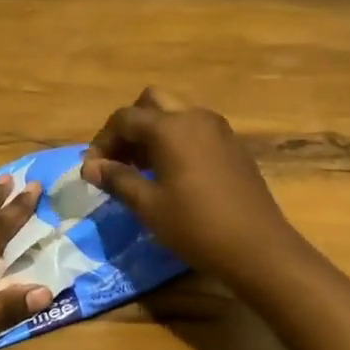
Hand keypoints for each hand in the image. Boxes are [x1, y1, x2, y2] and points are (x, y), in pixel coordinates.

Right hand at [80, 87, 297, 280]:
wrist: (258, 247)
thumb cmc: (196, 226)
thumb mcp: (149, 206)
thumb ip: (117, 179)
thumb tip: (92, 167)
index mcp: (170, 127)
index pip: (124, 119)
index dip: (102, 141)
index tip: (92, 170)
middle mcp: (195, 117)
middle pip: (151, 103)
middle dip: (129, 127)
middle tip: (118, 160)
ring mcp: (218, 129)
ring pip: (175, 114)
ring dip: (153, 133)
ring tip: (140, 170)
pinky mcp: (233, 145)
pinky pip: (195, 130)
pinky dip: (175, 141)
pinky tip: (171, 174)